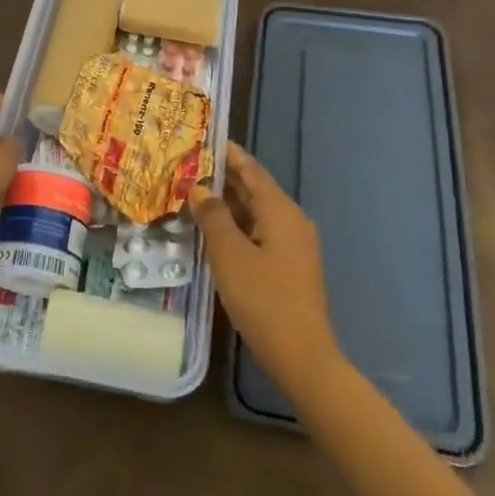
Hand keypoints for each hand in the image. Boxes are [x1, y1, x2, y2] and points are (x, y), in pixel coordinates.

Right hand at [192, 143, 342, 395]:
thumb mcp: (230, 255)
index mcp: (280, 210)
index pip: (252, 170)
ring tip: (196, 194)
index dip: (229, 154)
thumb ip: (213, 217)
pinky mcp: (291, 266)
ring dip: (229, 203)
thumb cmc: (264, 299)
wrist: (303, 357)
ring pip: (257, 213)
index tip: (206, 139)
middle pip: (255, 189)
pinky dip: (238, 225)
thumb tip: (200, 187)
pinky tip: (215, 232)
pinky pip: (261, 232)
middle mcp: (291, 220)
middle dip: (225, 177)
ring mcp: (294, 245)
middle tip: (191, 166)